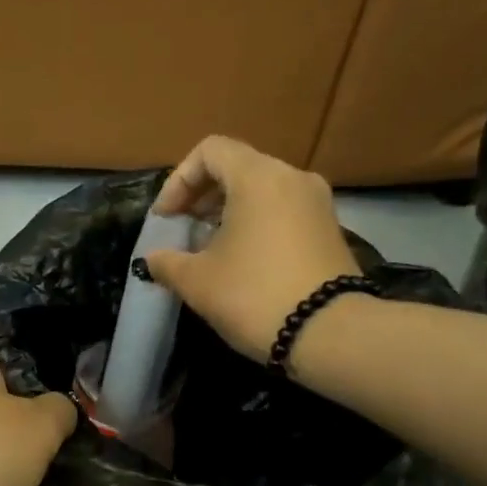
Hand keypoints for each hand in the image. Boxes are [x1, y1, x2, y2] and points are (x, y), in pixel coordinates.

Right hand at [144, 135, 361, 361]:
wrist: (332, 334)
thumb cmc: (254, 295)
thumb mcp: (197, 281)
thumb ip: (167, 262)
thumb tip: (154, 259)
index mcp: (258, 176)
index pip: (209, 151)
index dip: (178, 180)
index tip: (167, 218)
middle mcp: (292, 177)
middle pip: (237, 167)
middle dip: (202, 196)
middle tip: (183, 230)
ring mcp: (318, 203)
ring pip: (262, 190)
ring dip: (229, 211)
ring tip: (210, 248)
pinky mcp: (331, 230)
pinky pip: (284, 211)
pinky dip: (257, 224)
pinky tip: (244, 261)